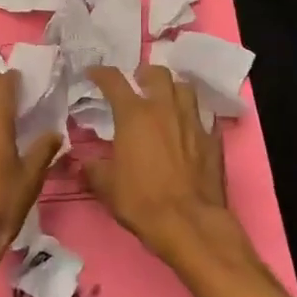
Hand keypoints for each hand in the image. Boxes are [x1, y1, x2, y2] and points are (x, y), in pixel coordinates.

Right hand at [84, 65, 231, 261]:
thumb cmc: (141, 201)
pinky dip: (195, 117)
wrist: (189, 223)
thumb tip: (83, 162)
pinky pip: (205, 117)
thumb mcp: (106, 186)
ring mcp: (192, 122)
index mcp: (134, 114)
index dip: (101, 73)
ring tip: (166, 99)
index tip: (93, 73)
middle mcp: (165, 109)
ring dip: (173, 89)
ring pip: (185, 88)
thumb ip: (93, 168)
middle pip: (158, 74)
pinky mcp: (213, 139)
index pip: (114, 81)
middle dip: (145, 74)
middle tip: (138, 82)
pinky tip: (190, 127)